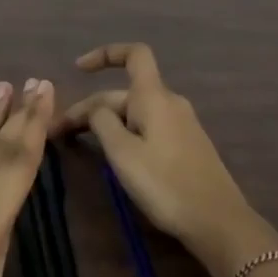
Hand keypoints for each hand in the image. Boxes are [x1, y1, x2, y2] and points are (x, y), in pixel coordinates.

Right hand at [53, 43, 271, 276]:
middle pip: (124, 93)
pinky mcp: (185, 146)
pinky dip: (124, 135)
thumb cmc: (165, 184)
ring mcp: (180, 125)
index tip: (78, 70)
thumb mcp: (122, 153)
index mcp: (154, 97)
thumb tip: (96, 108)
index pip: (134, 54)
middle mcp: (169, 103)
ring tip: (79, 145)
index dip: (105, 54)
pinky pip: (147, 128)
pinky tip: (112, 156)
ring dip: (105, 123)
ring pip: (134, 113)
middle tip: (59, 134)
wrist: (218, 221)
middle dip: (90, 108)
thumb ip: (102, 122)